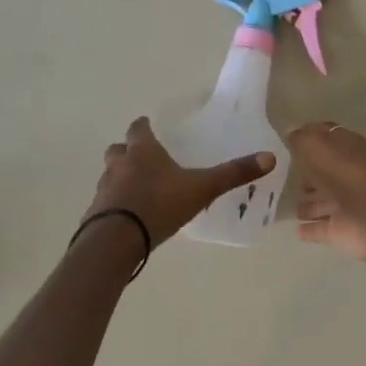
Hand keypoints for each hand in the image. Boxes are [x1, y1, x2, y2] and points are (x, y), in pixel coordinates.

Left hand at [84, 117, 273, 246]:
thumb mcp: (202, 188)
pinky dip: (115, 204)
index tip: (147, 125)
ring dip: (119, 177)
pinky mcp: (95, 215)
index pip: (138, 129)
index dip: (143, 126)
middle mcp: (119, 165)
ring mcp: (104, 190)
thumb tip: (269, 157)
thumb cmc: (160, 204)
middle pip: (117, 150)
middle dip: (126, 151)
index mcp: (143, 152)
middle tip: (140, 156)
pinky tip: (128, 216)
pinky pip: (105, 203)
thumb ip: (233, 174)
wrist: (116, 240)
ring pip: (109, 175)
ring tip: (136, 188)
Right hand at [286, 121, 365, 260]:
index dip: (306, 138)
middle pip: (320, 172)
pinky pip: (321, 229)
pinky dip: (310, 229)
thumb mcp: (318, 147)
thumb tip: (289, 133)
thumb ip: (301, 140)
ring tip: (288, 206)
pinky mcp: (342, 231)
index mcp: (344, 148)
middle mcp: (344, 174)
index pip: (322, 138)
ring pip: (321, 202)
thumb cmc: (349, 174)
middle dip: (304, 175)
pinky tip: (296, 231)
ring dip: (307, 204)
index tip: (284, 141)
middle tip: (282, 177)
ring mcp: (343, 204)